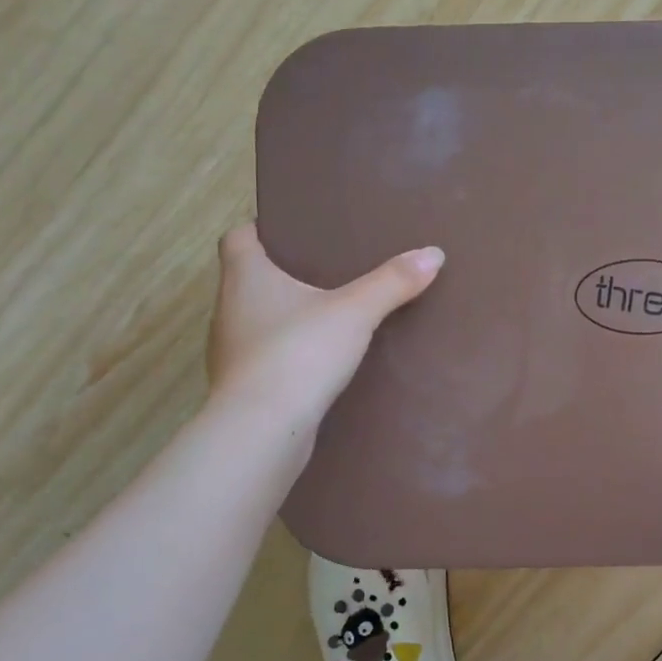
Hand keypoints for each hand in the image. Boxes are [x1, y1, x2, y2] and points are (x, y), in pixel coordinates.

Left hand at [206, 225, 443, 429]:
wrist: (262, 430)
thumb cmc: (299, 353)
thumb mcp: (355, 312)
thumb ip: (392, 282)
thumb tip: (433, 253)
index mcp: (244, 278)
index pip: (236, 239)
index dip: (259, 229)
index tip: (292, 232)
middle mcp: (228, 310)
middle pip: (247, 279)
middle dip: (281, 274)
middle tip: (324, 270)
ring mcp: (230, 352)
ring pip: (255, 320)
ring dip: (283, 316)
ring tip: (326, 315)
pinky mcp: (242, 387)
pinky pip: (264, 358)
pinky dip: (286, 353)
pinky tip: (317, 361)